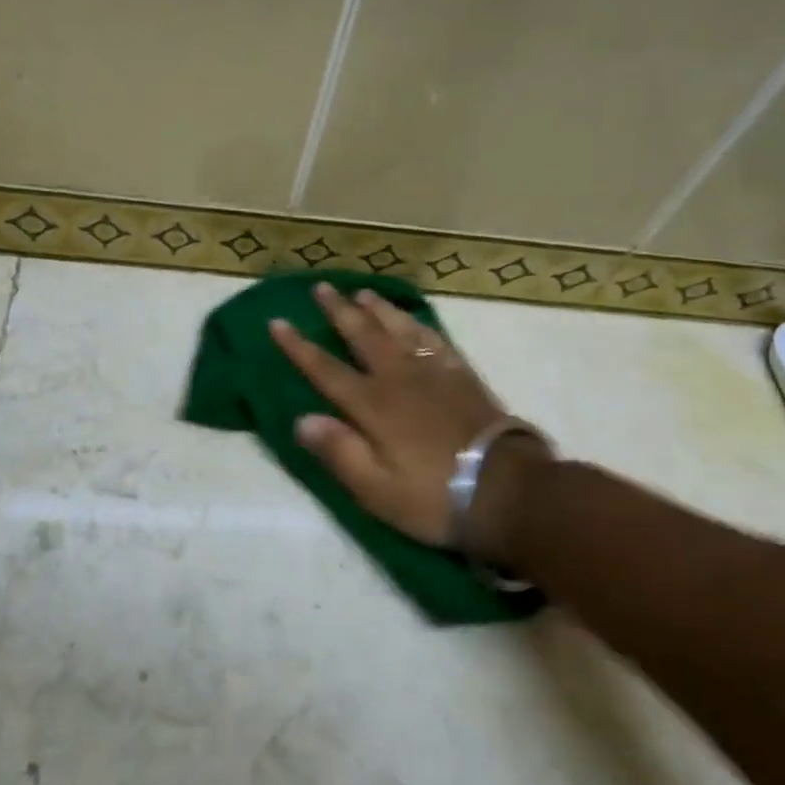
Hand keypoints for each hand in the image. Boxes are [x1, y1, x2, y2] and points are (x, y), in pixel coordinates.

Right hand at [269, 284, 510, 547]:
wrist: (508, 491)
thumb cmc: (435, 497)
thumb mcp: (377, 489)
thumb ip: (339, 452)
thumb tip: (301, 420)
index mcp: (373, 406)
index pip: (326, 370)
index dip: (299, 347)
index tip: (277, 322)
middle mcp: (399, 379)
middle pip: (363, 337)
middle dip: (339, 312)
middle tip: (321, 287)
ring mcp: (435, 373)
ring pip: (399, 330)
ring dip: (378, 310)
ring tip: (362, 293)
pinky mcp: (463, 377)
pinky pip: (436, 340)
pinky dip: (419, 325)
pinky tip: (414, 320)